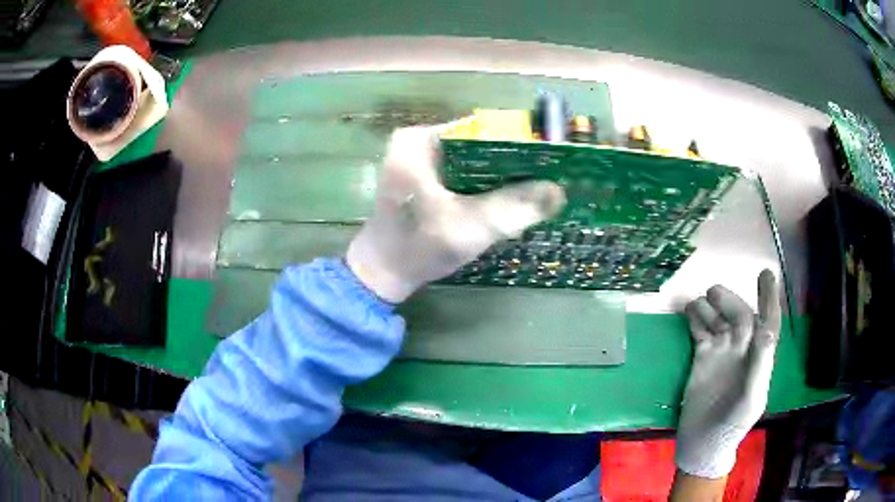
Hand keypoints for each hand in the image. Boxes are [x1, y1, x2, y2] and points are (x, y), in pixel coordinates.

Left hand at [346, 125, 566, 302]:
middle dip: (511, 165)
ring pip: (475, 162)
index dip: (517, 144)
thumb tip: (559, 190)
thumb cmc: (417, 248)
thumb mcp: (469, 227)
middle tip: (546, 180)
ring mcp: (421, 159)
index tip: (549, 161)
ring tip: (534, 190)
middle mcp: (419, 142)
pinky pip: (465, 175)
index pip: (481, 131)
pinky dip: (485, 188)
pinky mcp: (425, 178)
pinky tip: (507, 201)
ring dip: (501, 178)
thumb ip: (513, 207)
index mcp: (420, 141)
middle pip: (479, 145)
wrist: (382, 275)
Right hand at [676, 270, 780, 478]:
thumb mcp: (750, 400)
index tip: (766, 273)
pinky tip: (689, 312)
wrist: (702, 445)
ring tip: (698, 302)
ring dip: (709, 308)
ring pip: (719, 321)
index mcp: (758, 359)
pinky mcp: (702, 360)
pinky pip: (700, 333)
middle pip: (739, 317)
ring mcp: (721, 355)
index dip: (768, 298)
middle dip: (729, 302)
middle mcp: (742, 352)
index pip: (767, 322)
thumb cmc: (731, 426)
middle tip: (712, 293)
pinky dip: (695, 320)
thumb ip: (760, 367)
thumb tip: (765, 331)